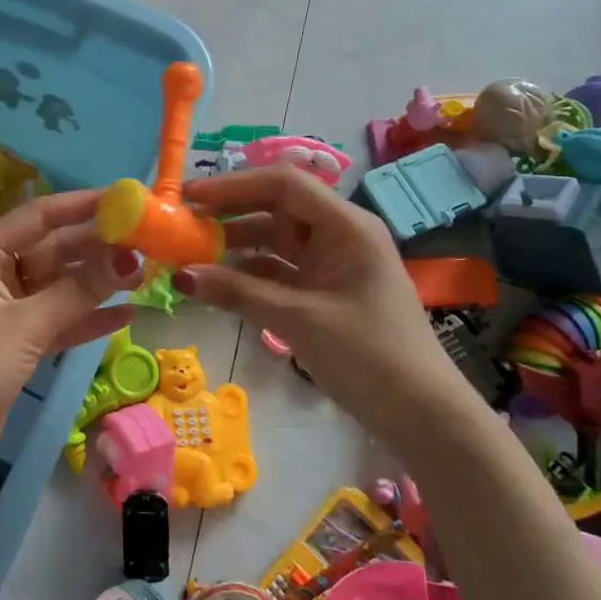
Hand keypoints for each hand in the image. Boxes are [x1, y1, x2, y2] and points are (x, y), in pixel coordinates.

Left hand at [0, 190, 143, 496]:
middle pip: (53, 251)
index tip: (123, 200)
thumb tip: (130, 257)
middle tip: (146, 243)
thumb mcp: (27, 325)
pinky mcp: (19, 342)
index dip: (80, 205)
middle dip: (96, 248)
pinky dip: (88, 318)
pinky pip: (59, 319)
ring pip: (60, 286)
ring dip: (98, 283)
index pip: (38, 217)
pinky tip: (127, 314)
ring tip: (145, 275)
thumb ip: (79, 290)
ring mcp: (8, 310)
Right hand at [173, 167, 473, 428]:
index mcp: (346, 226)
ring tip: (190, 253)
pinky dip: (249, 273)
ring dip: (235, 244)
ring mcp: (333, 263)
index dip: (234, 186)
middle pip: (276, 208)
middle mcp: (339, 234)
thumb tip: (179, 276)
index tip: (189, 198)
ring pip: (275, 239)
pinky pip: (280, 269)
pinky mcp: (325, 291)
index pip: (283, 185)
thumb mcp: (298, 320)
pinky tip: (218, 283)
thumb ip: (237, 293)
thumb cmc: (368, 355)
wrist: (421, 414)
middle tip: (182, 225)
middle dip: (229, 213)